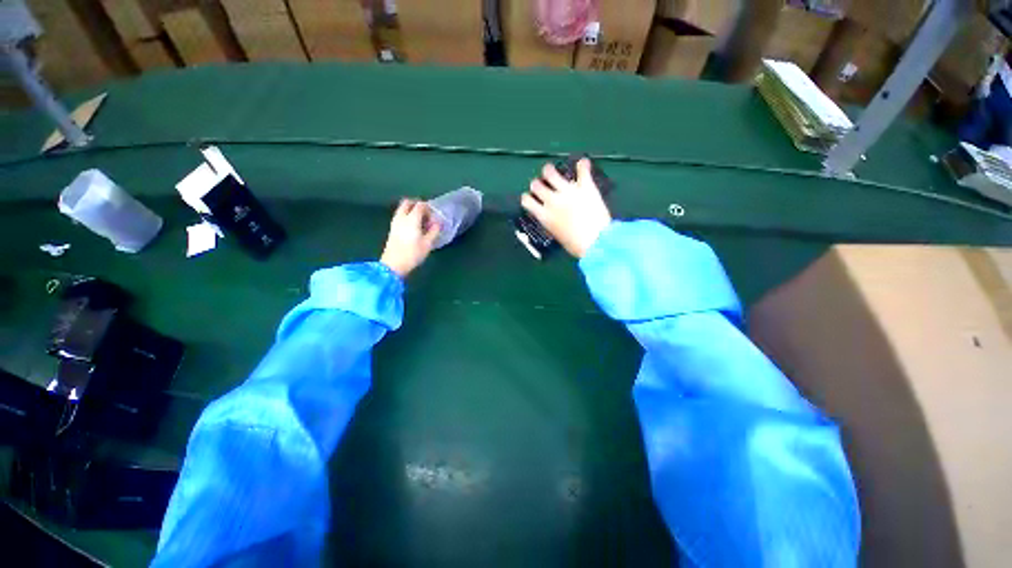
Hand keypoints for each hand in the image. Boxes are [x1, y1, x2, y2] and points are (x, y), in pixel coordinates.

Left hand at [380, 199, 440, 277]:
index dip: (428, 208)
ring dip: (411, 210)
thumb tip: (437, 223)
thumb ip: (434, 231)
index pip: (420, 205)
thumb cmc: (413, 254)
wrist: (393, 264)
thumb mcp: (427, 244)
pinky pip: (400, 216)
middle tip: (426, 214)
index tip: (434, 216)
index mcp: (412, 219)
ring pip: (402, 209)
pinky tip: (413, 227)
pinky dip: (407, 216)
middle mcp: (402, 217)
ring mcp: (395, 222)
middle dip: (417, 205)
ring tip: (420, 222)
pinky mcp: (392, 229)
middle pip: (407, 203)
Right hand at [520, 159, 611, 258]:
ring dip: (549, 171)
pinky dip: (582, 165)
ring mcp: (568, 191)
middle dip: (537, 184)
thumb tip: (553, 220)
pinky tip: (582, 164)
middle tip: (543, 186)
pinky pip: (582, 169)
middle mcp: (552, 200)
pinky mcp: (585, 186)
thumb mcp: (558, 236)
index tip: (532, 198)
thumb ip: (553, 224)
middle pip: (535, 184)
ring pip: (550, 172)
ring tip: (553, 172)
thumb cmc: (576, 246)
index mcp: (544, 216)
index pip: (527, 200)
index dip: (528, 198)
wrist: (596, 242)